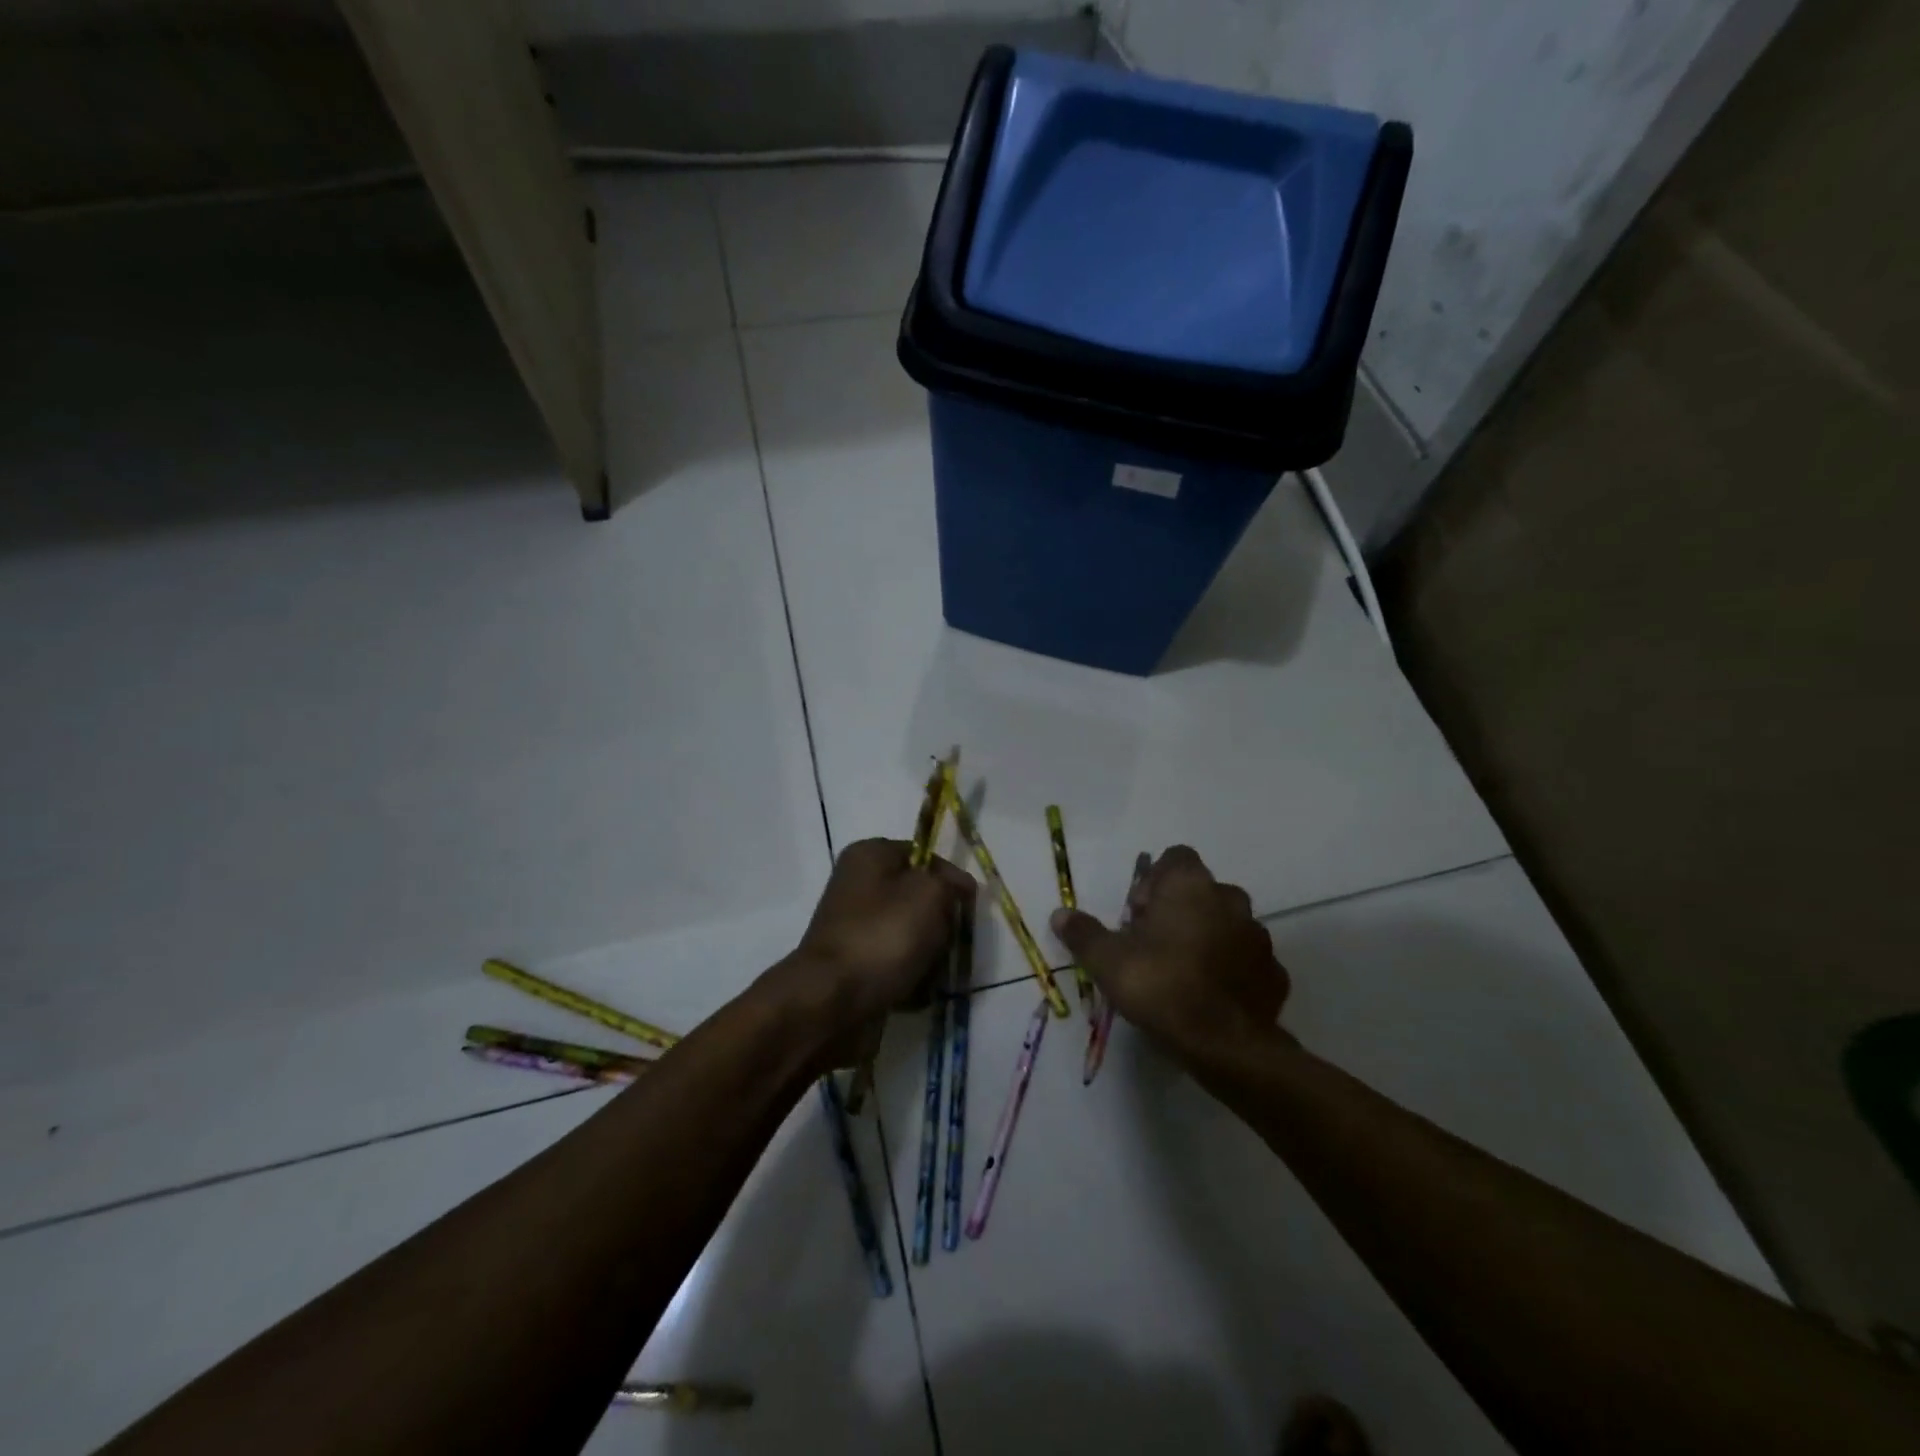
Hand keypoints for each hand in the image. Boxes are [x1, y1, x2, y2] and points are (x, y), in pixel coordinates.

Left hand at [770, 839, 974, 1062]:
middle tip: (942, 943)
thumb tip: (956, 888)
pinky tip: (913, 991)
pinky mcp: (855, 962)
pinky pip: (896, 963)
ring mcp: (855, 926)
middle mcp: (858, 884)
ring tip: (927, 972)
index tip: (967, 907)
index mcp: (870, 854)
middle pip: (920, 897)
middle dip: (939, 923)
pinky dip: (909, 976)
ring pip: (912, 933)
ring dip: (928, 954)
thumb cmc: (883, 936)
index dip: (951, 880)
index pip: (926, 857)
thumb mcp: (930, 894)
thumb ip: (950, 883)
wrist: (832, 1000)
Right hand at [1050, 845, 1288, 1062]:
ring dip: (1206, 937)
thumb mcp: (1107, 960)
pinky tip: (1210, 996)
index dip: (1154, 881)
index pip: (1175, 857)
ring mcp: (1258, 936)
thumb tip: (1060, 914)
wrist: (1226, 1044)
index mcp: (1190, 885)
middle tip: (1154, 945)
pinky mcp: (1274, 972)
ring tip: (1182, 972)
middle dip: (1179, 910)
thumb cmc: (1161, 986)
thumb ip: (1084, 933)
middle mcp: (1229, 899)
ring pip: (1226, 924)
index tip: (1138, 915)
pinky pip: (1246, 960)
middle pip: (1200, 890)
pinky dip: (1230, 969)